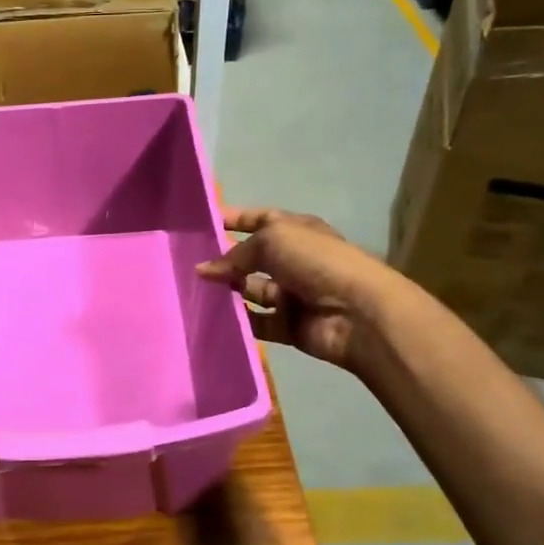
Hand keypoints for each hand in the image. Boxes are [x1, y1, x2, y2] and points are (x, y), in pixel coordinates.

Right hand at [196, 207, 389, 370]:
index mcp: (296, 231)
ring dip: (227, 289)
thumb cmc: (317, 262)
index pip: (259, 219)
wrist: (357, 313)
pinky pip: (256, 321)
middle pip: (252, 256)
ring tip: (194, 289)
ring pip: (250, 289)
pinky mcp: (288, 325)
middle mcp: (293, 260)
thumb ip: (235, 253)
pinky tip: (212, 315)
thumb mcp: (272, 240)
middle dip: (224, 258)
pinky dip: (238, 319)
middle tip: (187, 262)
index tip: (200, 224)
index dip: (232, 219)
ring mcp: (291, 294)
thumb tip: (204, 270)